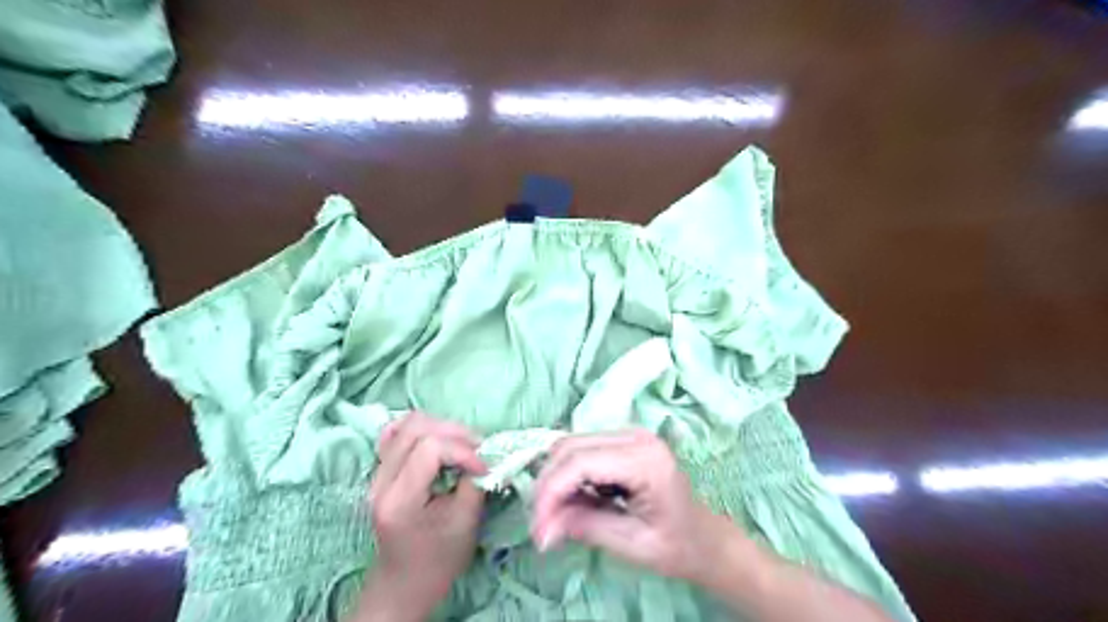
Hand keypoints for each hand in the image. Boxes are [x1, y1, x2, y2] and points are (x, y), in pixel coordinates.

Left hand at [359, 412, 488, 621]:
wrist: (405, 581)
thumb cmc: (439, 559)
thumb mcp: (465, 523)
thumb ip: (475, 482)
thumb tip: (488, 454)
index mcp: (399, 500)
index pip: (430, 448)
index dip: (463, 450)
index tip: (483, 467)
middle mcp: (380, 481)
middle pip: (416, 428)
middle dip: (454, 432)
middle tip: (478, 449)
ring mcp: (376, 473)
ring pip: (407, 424)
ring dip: (441, 428)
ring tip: (463, 446)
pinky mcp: (382, 469)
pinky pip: (397, 433)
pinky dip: (422, 429)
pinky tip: (439, 441)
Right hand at [533, 429, 732, 582]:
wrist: (702, 538)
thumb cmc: (676, 545)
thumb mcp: (632, 544)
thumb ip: (586, 527)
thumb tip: (542, 528)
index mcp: (644, 459)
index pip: (580, 462)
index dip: (551, 492)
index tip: (539, 529)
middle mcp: (634, 436)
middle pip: (569, 447)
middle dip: (548, 486)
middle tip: (542, 526)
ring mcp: (627, 434)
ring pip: (570, 446)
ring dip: (554, 480)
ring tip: (555, 517)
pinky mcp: (620, 441)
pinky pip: (580, 450)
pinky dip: (567, 476)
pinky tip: (572, 501)